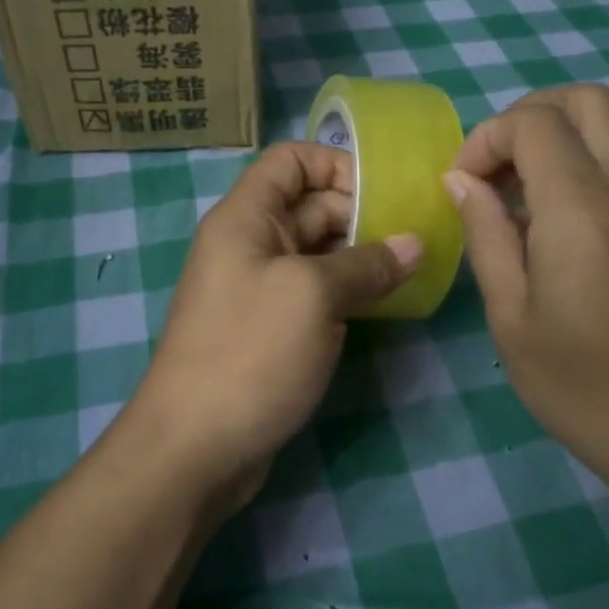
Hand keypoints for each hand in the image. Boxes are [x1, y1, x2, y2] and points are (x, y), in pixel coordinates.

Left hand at [130, 142, 420, 508]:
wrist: (193, 447)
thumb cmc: (249, 353)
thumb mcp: (313, 296)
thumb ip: (367, 264)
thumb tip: (414, 245)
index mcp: (245, 217)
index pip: (289, 161)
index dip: (336, 164)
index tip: (385, 192)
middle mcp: (249, 244)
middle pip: (309, 205)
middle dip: (360, 213)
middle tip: (414, 237)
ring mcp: (259, 288)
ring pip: (316, 252)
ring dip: (360, 256)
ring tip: (411, 268)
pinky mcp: (270, 329)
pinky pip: (314, 292)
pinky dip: (347, 291)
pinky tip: (385, 303)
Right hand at [444, 85, 608, 513]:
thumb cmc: (585, 388)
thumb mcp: (512, 319)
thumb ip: (486, 236)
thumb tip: (462, 181)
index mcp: (583, 211)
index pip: (535, 122)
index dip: (487, 137)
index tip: (464, 184)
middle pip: (589, 101)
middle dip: (530, 114)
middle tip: (497, 166)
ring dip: (558, 144)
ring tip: (519, 205)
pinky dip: (584, 173)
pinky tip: (558, 235)